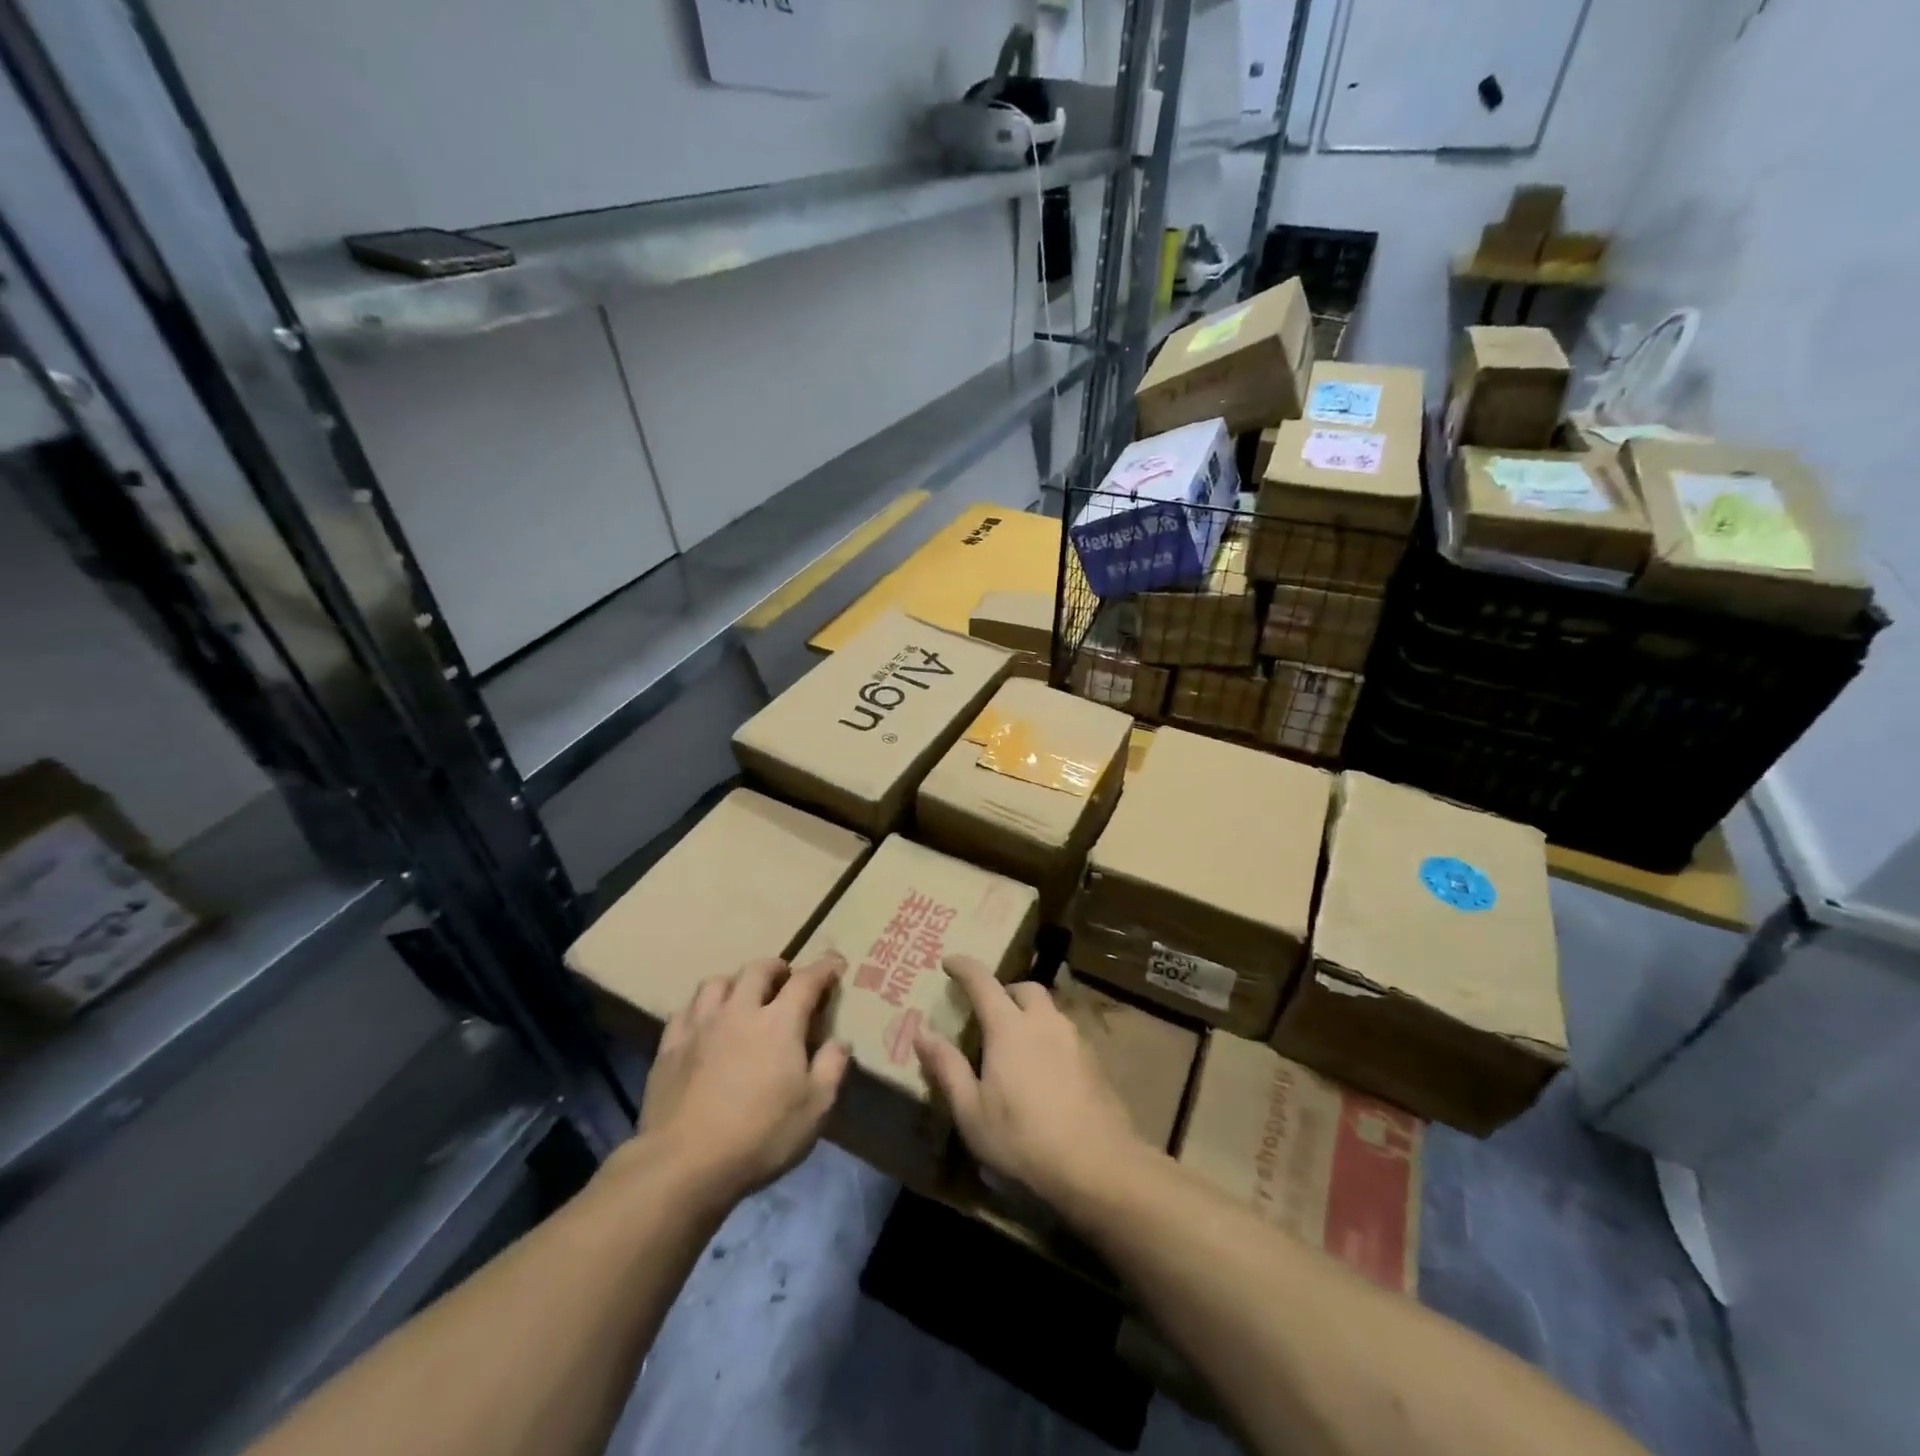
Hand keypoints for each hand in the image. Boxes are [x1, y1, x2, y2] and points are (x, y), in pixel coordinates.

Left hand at [628, 955, 850, 1208]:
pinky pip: (684, 1011)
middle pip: (757, 970)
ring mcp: (700, 1026)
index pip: (806, 981)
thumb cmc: (760, 1136)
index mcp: (779, 1022)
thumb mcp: (815, 1108)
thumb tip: (841, 1041)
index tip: (835, 962)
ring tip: (742, 995)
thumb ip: (832, 1068)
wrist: (683, 1164)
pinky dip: (700, 1008)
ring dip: (735, 982)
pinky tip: (703, 1023)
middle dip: (776, 967)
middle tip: (785, 978)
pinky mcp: (669, 1048)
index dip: (824, 968)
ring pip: (716, 983)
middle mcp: (739, 1011)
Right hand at [914, 956, 1144, 1208]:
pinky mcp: (1094, 1060)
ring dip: (1029, 1013)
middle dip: (1004, 991)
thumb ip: (946, 1067)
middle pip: (1024, 988)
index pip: (982, 982)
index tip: (949, 962)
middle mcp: (1043, 1021)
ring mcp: (1074, 1038)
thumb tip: (921, 1032)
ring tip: (1016, 1042)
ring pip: (1048, 1009)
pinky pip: (1065, 1033)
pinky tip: (1045, 1069)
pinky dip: (1048, 1036)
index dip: (964, 967)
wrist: (1097, 1164)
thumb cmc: (1022, 1138)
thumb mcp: (971, 1111)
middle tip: (988, 1012)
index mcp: (1009, 1027)